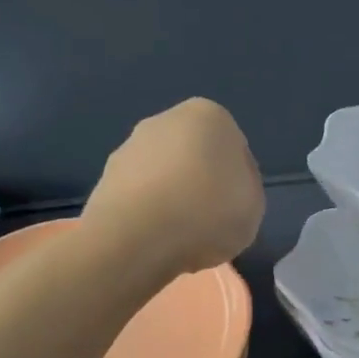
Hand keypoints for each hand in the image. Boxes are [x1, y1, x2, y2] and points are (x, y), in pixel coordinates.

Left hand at [84, 99, 265, 276]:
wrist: (137, 237)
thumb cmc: (208, 211)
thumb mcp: (254, 204)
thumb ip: (246, 187)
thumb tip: (227, 186)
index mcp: (209, 116)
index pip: (234, 148)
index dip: (238, 181)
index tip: (236, 208)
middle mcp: (165, 120)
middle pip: (194, 156)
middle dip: (201, 183)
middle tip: (210, 222)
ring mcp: (129, 148)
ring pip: (164, 176)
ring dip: (172, 199)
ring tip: (181, 238)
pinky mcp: (104, 178)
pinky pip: (139, 197)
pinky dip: (148, 215)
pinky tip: (156, 241)